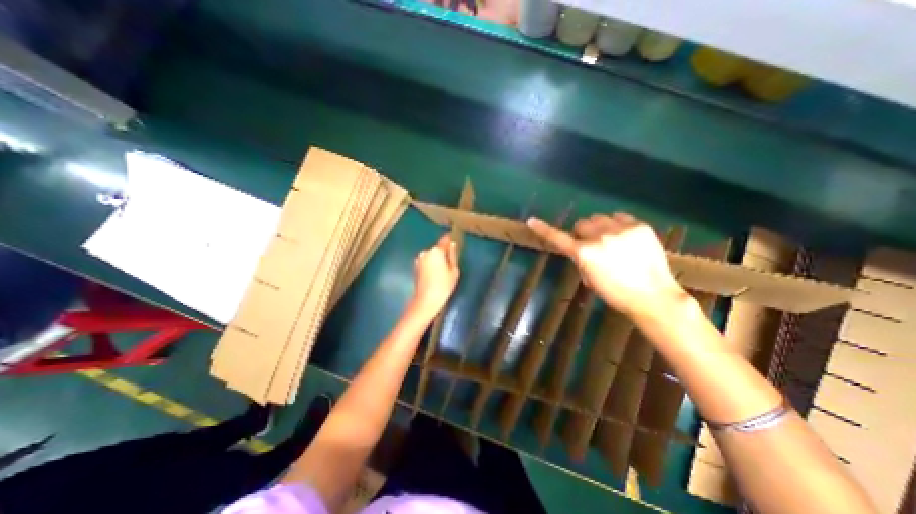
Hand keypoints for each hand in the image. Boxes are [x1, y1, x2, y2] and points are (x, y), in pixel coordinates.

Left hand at [413, 237, 462, 316]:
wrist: (426, 300)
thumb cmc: (443, 285)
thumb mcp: (454, 271)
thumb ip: (452, 255)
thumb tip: (452, 245)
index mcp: (436, 251)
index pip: (444, 240)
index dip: (450, 239)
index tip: (455, 239)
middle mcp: (425, 252)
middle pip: (437, 248)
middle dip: (443, 252)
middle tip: (450, 261)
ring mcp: (419, 260)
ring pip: (431, 255)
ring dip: (436, 259)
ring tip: (443, 270)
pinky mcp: (415, 267)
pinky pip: (426, 262)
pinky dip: (431, 265)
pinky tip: (435, 275)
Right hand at [526, 214, 683, 320]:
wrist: (652, 296)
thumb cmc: (615, 293)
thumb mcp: (589, 278)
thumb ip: (581, 259)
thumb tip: (580, 248)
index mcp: (584, 253)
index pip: (558, 238)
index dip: (543, 229)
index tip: (532, 220)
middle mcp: (599, 237)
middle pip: (581, 223)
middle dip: (583, 232)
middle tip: (592, 244)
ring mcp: (620, 230)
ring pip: (599, 217)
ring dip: (599, 227)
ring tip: (611, 241)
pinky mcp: (639, 226)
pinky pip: (619, 217)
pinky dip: (617, 225)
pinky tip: (625, 238)